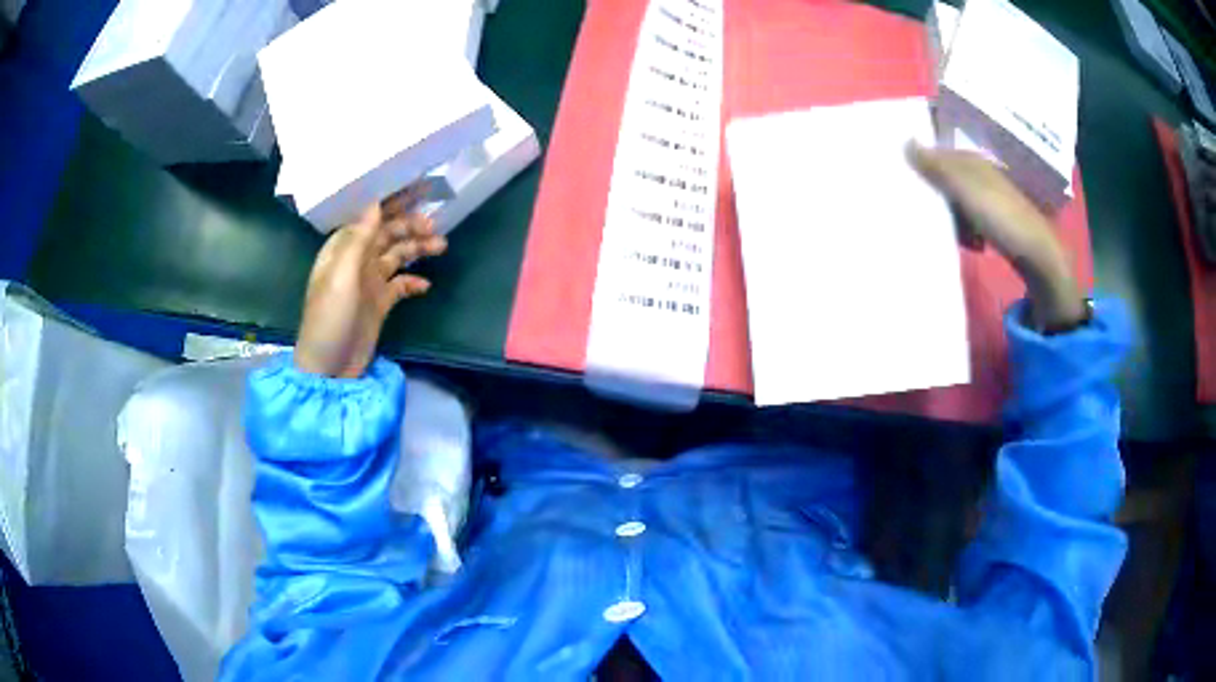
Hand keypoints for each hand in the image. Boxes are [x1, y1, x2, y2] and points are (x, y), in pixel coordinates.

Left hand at [294, 189, 446, 377]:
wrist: (329, 369)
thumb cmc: (329, 319)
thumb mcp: (341, 277)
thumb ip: (359, 239)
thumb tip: (376, 202)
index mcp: (343, 248)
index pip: (370, 215)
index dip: (393, 200)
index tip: (419, 188)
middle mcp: (357, 259)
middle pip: (388, 232)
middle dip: (410, 224)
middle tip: (436, 223)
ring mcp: (369, 281)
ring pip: (398, 254)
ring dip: (417, 247)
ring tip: (441, 245)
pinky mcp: (380, 303)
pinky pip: (402, 284)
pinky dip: (414, 281)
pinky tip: (426, 285)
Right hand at [908, 143, 1086, 330]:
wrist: (1037, 255)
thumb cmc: (1001, 216)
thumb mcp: (965, 189)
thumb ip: (936, 167)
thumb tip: (904, 141)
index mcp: (972, 158)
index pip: (938, 149)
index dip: (920, 156)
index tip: (900, 170)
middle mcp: (980, 172)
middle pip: (945, 174)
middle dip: (930, 187)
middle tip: (915, 202)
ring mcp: (988, 197)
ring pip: (955, 199)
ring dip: (946, 212)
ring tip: (940, 227)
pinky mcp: (994, 220)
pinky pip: (967, 218)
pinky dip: (961, 228)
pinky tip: (963, 240)